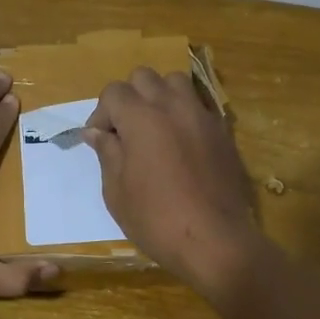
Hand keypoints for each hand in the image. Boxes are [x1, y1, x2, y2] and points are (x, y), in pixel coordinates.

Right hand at [84, 68, 265, 296]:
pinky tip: (180, 143)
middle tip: (124, 131)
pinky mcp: (223, 132)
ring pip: (176, 83)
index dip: (101, 114)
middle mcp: (173, 106)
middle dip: (129, 98)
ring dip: (159, 97)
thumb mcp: (117, 192)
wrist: (215, 240)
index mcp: (141, 118)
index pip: (114, 92)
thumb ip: (107, 154)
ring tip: (154, 128)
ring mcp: (202, 116)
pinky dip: (184, 113)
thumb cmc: (156, 220)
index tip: (99, 141)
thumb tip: (96, 133)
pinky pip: (199, 106)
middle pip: (144, 77)